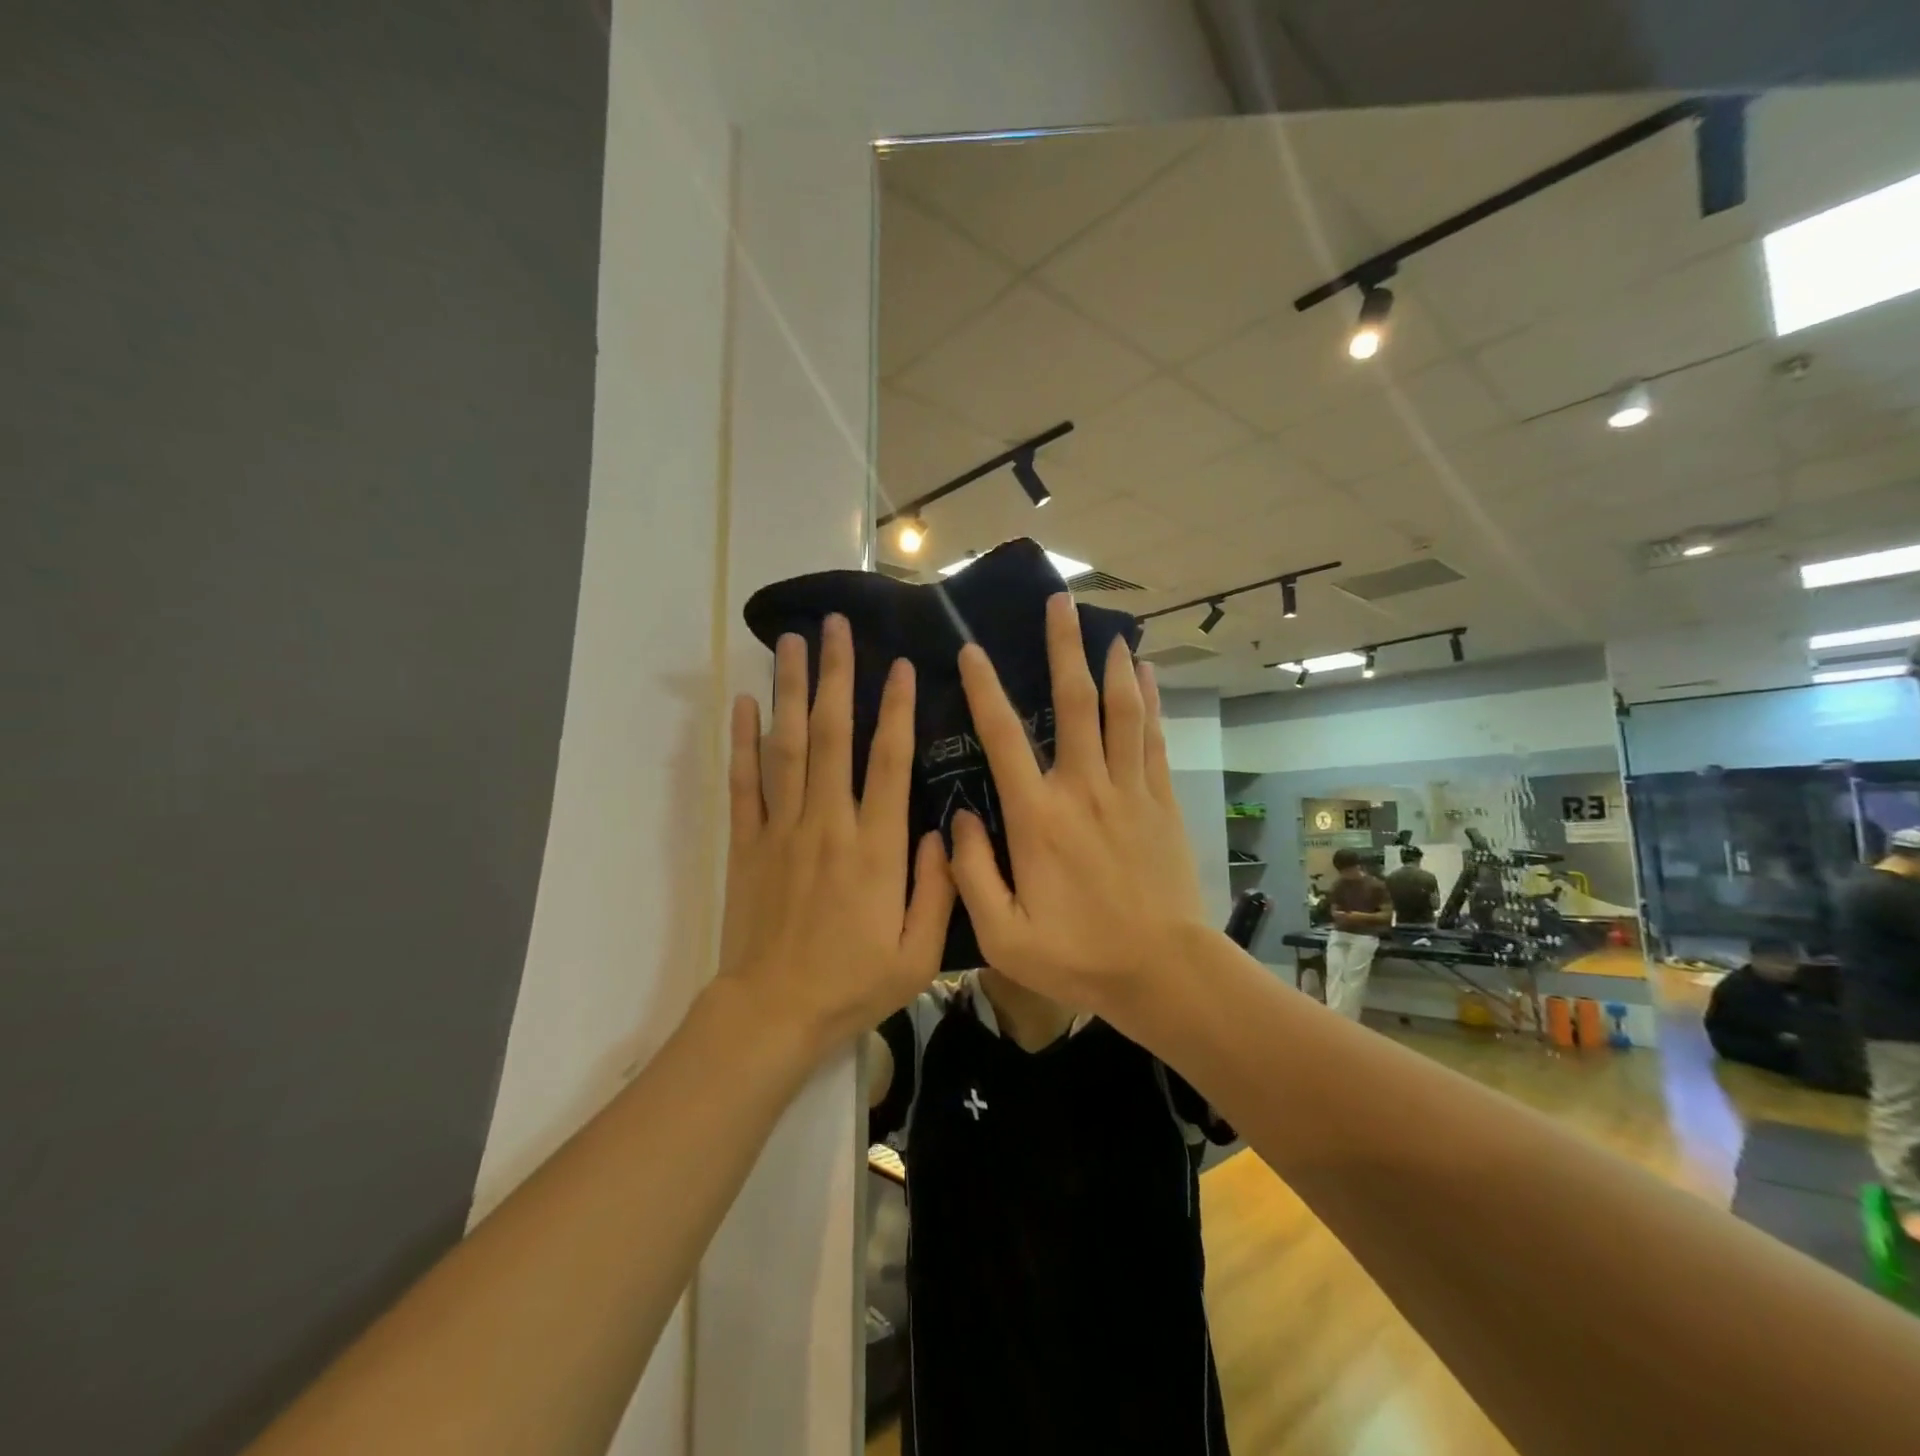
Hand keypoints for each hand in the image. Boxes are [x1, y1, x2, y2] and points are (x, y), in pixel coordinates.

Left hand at [717, 614, 953, 1052]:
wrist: (773, 1013)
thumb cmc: (852, 984)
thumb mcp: (918, 953)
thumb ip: (938, 887)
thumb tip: (943, 830)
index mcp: (875, 848)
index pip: (890, 762)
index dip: (898, 709)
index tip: (902, 665)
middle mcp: (828, 824)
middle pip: (832, 736)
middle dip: (837, 676)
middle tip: (837, 627)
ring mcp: (782, 830)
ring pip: (787, 747)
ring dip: (791, 691)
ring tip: (792, 642)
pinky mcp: (747, 843)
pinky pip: (743, 783)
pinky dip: (742, 741)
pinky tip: (745, 703)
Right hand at [947, 593, 1211, 1018]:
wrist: (1163, 971)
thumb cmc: (1079, 956)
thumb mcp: (1004, 935)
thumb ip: (971, 874)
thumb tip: (958, 822)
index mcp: (1038, 818)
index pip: (1004, 738)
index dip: (984, 690)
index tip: (971, 651)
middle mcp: (1084, 789)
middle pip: (1074, 704)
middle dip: (1063, 648)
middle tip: (1059, 603)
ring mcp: (1128, 791)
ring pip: (1120, 711)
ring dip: (1110, 664)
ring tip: (1105, 626)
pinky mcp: (1160, 801)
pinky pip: (1152, 738)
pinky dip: (1148, 701)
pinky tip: (1144, 673)